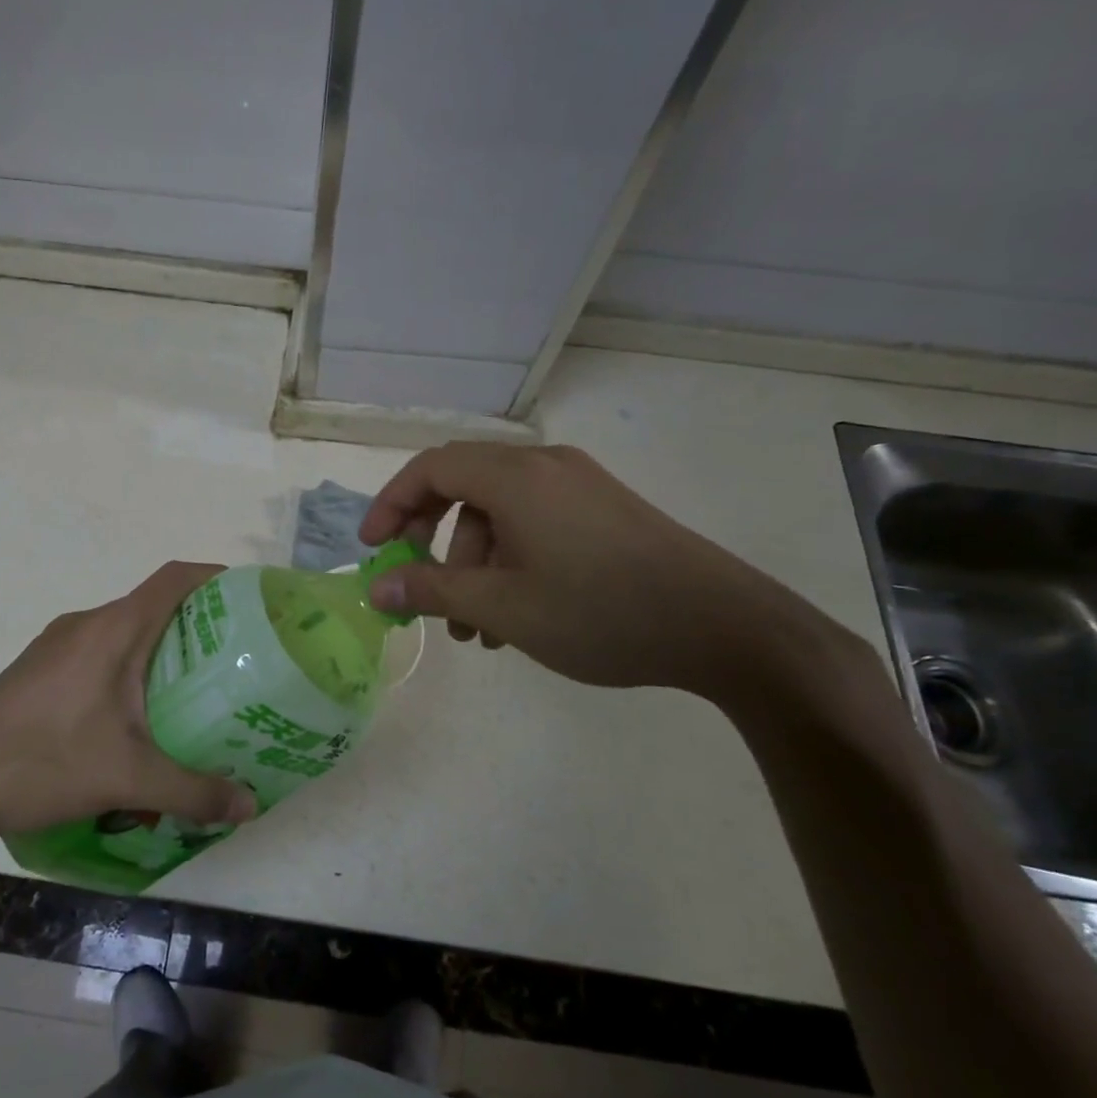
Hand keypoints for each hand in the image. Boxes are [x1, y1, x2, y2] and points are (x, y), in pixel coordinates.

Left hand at [0, 562, 257, 846]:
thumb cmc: (43, 763)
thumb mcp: (128, 780)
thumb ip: (194, 791)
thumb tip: (250, 807)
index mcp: (113, 630)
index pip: (175, 579)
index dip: (216, 577)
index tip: (249, 598)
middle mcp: (85, 625)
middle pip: (153, 606)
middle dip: (197, 626)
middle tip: (234, 661)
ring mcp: (56, 646)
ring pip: (123, 633)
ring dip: (159, 651)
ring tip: (191, 693)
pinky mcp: (38, 670)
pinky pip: (98, 654)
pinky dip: (128, 669)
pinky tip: (134, 719)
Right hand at [359, 443, 833, 699]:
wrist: (724, 627)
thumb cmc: (600, 611)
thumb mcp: (503, 608)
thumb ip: (431, 591)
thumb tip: (376, 587)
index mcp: (515, 476)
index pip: (430, 468)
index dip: (391, 504)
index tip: (372, 548)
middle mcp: (544, 466)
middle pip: (462, 487)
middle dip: (432, 542)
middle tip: (419, 590)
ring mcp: (578, 486)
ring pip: (499, 513)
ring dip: (472, 565)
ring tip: (473, 631)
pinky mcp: (603, 510)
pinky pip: (534, 524)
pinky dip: (509, 562)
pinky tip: (514, 618)